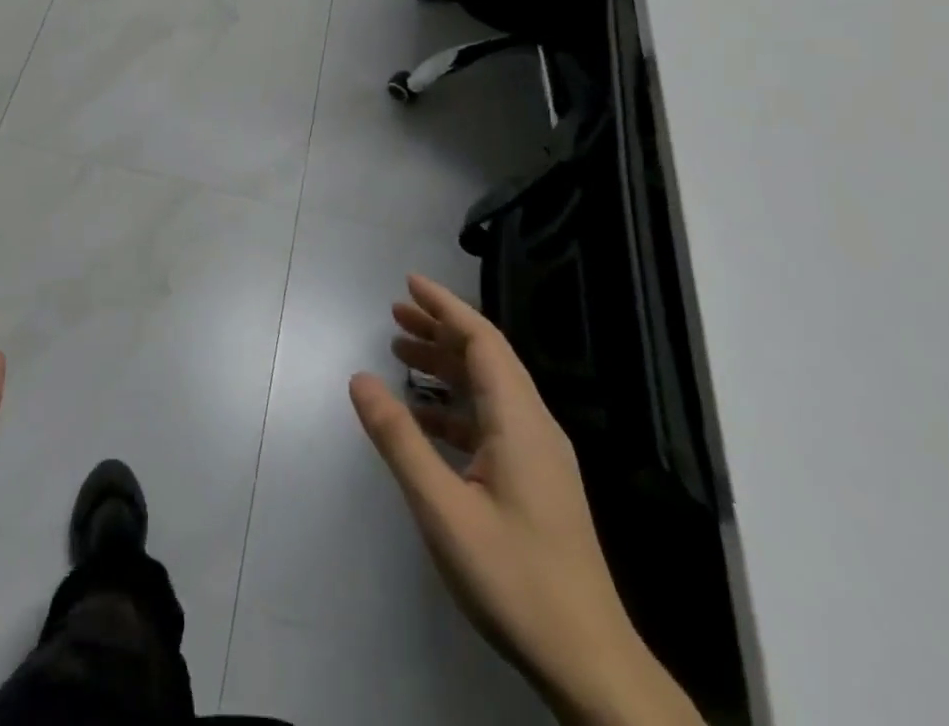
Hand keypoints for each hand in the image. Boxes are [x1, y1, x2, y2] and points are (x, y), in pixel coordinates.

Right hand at [350, 275, 699, 725]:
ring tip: (400, 354)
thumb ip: (400, 439)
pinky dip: (455, 405)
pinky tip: (425, 418)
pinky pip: (491, 420)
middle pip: (486, 358)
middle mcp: (534, 427)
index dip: (446, 308)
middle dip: (440, 331)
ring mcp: (539, 456)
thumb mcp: (443, 509)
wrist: (589, 664)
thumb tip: (359, 378)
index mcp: (519, 422)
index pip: (483, 341)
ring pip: (489, 389)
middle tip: (394, 315)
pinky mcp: (536, 482)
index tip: (409, 283)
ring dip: (446, 366)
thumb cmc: (514, 579)